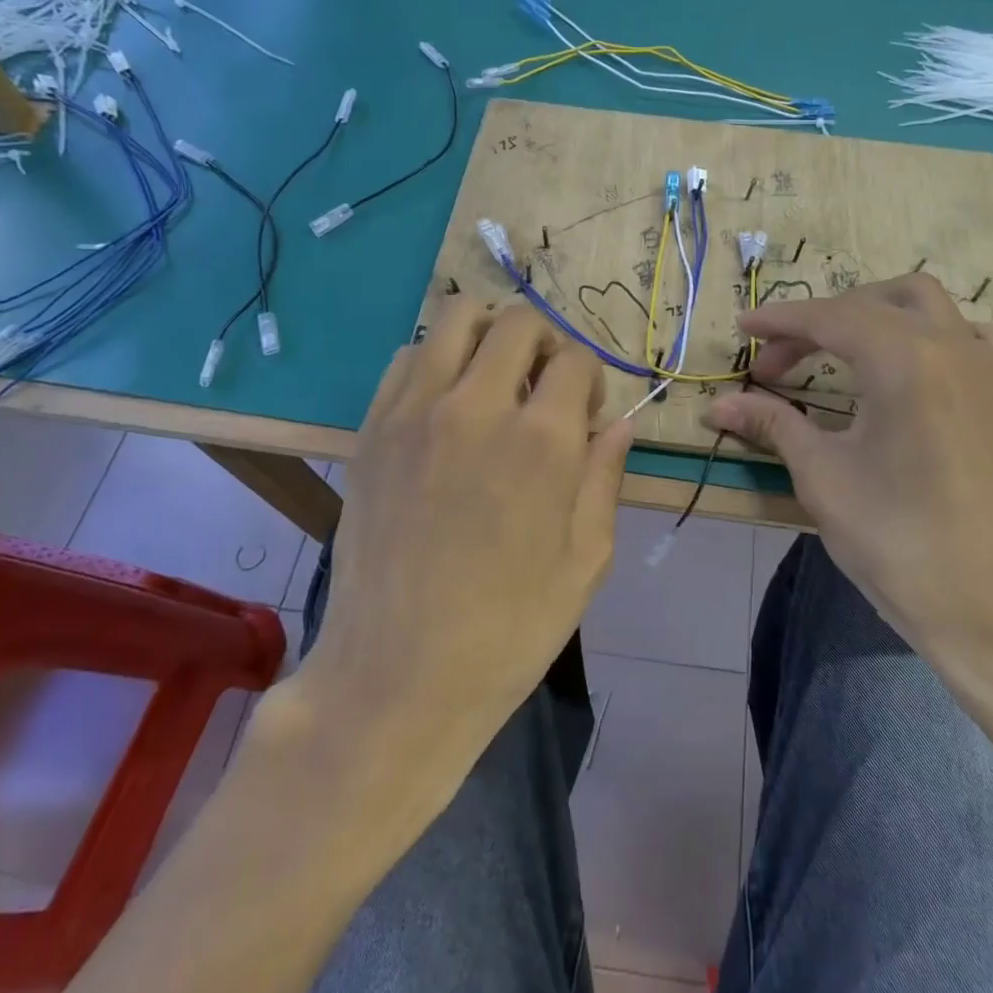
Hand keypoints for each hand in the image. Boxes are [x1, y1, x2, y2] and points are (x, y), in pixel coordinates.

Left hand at [270, 299, 631, 783]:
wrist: (397, 676)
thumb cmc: (509, 628)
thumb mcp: (586, 560)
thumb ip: (605, 477)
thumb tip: (619, 423)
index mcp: (543, 440)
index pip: (576, 358)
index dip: (590, 379)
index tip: (584, 413)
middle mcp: (478, 406)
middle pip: (518, 321)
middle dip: (544, 342)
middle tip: (542, 386)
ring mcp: (416, 412)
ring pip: (456, 316)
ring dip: (487, 336)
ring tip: (493, 379)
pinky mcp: (373, 428)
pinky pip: (406, 357)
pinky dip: (435, 361)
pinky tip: (444, 405)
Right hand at [706, 273, 992, 698]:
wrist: (985, 605)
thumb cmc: (895, 538)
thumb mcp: (822, 475)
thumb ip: (773, 424)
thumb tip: (718, 405)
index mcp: (904, 360)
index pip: (830, 318)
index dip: (779, 321)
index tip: (742, 329)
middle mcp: (949, 345)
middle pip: (869, 306)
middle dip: (814, 323)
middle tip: (774, 367)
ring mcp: (983, 366)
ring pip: (922, 302)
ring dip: (872, 311)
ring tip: (836, 346)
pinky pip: (968, 333)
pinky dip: (929, 331)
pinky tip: (910, 362)